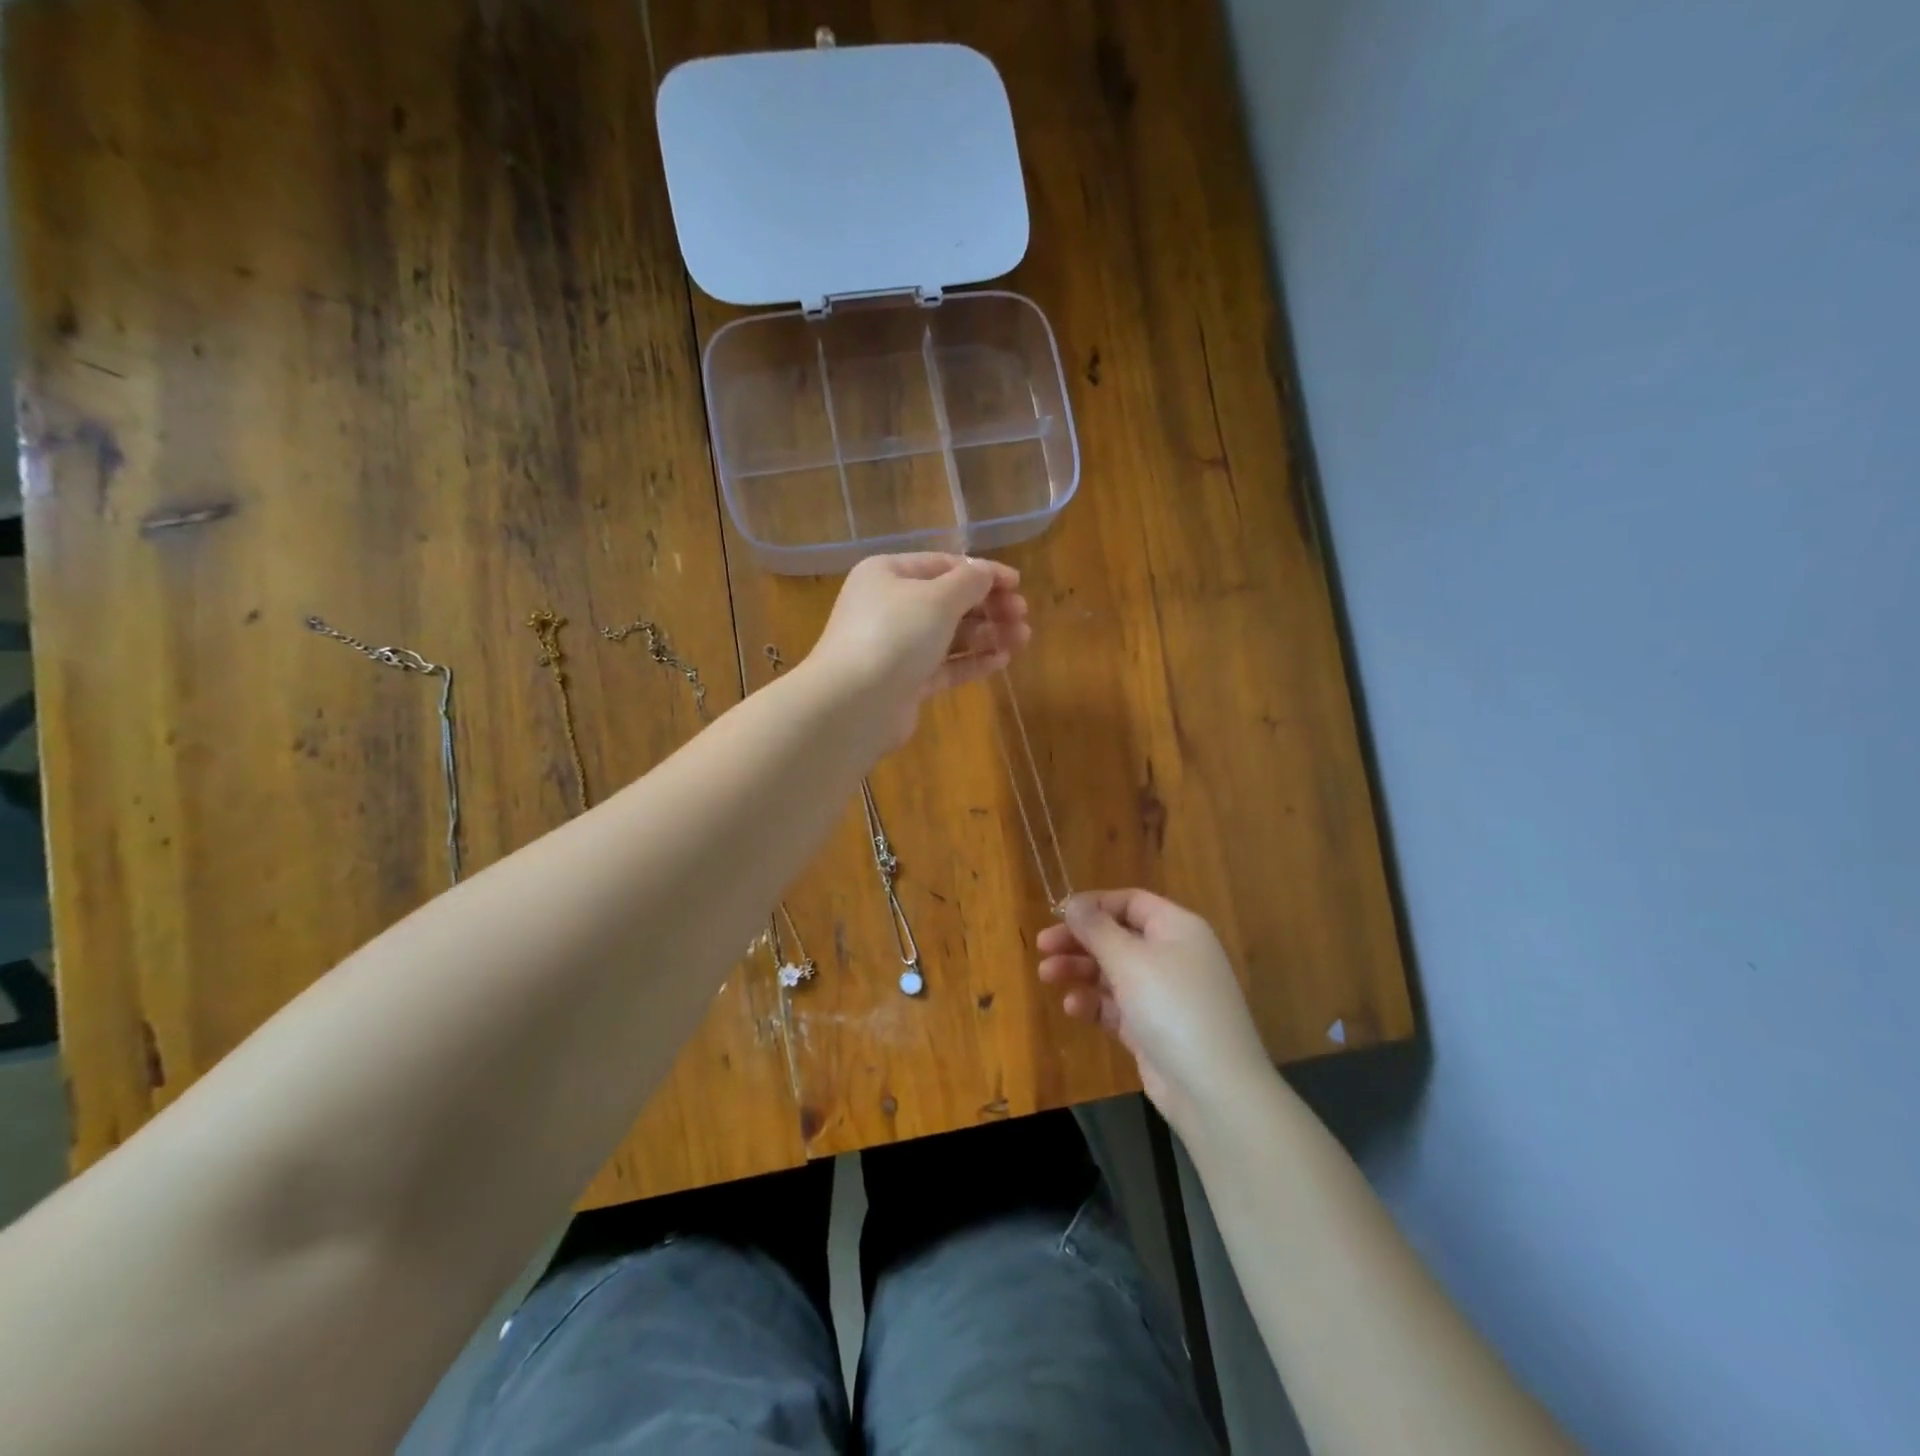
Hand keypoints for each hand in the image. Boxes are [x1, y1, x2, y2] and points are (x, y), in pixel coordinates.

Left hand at [808, 552, 1029, 747]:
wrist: (853, 704)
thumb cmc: (895, 635)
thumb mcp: (937, 598)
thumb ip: (969, 582)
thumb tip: (985, 572)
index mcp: (887, 574)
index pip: (942, 565)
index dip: (982, 572)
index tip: (1018, 584)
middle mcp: (888, 607)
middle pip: (947, 601)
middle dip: (988, 606)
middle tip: (1022, 615)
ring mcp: (895, 647)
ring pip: (949, 635)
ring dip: (987, 634)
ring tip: (1023, 638)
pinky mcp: (905, 682)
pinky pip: (944, 665)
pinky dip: (972, 660)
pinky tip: (1002, 660)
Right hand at [1037, 890, 1271, 1133]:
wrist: (1214, 1090)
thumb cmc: (1172, 1006)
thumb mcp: (1129, 960)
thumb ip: (1097, 929)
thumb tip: (1073, 902)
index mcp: (1177, 928)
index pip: (1131, 903)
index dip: (1094, 905)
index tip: (1057, 914)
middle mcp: (1173, 955)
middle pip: (1118, 937)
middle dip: (1079, 940)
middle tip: (1042, 947)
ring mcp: (1164, 994)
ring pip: (1114, 972)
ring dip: (1080, 970)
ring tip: (1046, 976)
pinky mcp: (1153, 1029)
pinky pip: (1118, 1006)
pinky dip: (1095, 1003)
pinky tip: (1074, 1007)